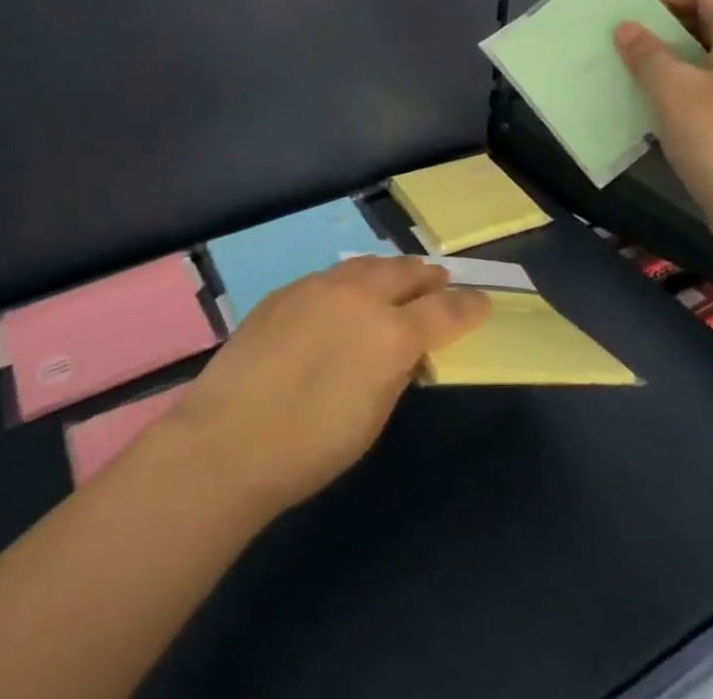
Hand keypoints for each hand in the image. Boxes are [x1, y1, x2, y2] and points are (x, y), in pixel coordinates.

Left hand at [163, 256, 488, 517]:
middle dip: (427, 277)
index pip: (444, 311)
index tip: (482, 302)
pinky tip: (347, 294)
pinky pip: (332, 276)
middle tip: (440, 281)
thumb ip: (396, 372)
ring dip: (389, 271)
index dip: (468, 306)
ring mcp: (320, 286)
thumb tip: (406, 349)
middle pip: (405, 272)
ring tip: (399, 277)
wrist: (231, 436)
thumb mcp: (372, 418)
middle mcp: (360, 296)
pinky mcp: (288, 288)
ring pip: (366, 265)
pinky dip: (352, 280)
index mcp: (391, 334)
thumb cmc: (311, 447)